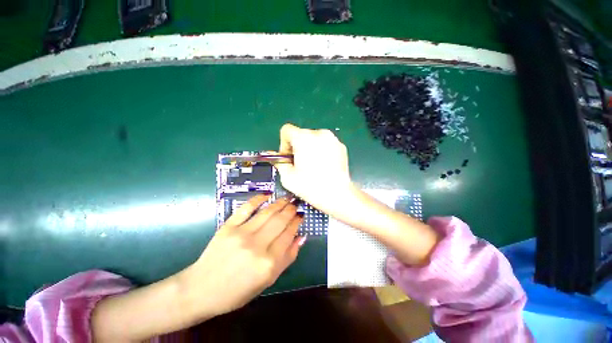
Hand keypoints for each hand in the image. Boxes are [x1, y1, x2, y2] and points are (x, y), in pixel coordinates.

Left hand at [183, 195, 304, 316]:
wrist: (201, 290)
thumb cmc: (237, 290)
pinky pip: (246, 208)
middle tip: (296, 204)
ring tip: (287, 198)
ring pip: (267, 212)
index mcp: (269, 263)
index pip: (289, 234)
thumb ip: (287, 258)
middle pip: (280, 221)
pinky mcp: (228, 227)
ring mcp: (242, 234)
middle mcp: (257, 246)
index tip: (301, 215)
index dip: (297, 222)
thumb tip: (301, 237)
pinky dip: (258, 199)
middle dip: (291, 210)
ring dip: (280, 202)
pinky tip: (267, 195)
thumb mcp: (268, 281)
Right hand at [275, 124, 356, 216]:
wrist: (338, 194)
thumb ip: (279, 163)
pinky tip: (324, 166)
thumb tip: (275, 156)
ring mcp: (332, 139)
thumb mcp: (288, 177)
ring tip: (313, 166)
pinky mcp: (341, 146)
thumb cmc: (311, 186)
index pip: (287, 130)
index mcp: (303, 138)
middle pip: (301, 134)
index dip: (284, 143)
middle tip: (300, 164)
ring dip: (310, 148)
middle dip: (298, 147)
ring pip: (314, 139)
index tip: (289, 157)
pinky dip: (322, 151)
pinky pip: (326, 144)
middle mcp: (319, 133)